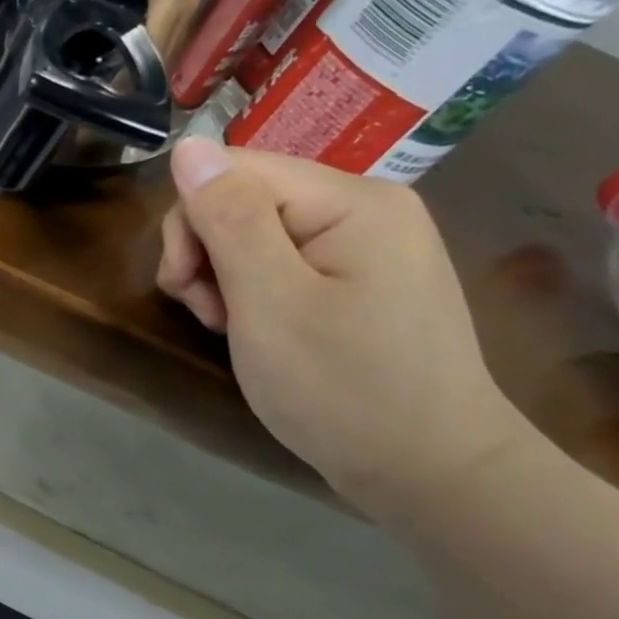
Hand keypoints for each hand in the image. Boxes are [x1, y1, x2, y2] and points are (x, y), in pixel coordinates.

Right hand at [156, 139, 533, 516]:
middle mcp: (364, 206)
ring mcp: (365, 243)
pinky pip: (280, 259)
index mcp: (352, 200)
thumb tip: (188, 145)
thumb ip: (227, 219)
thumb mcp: (269, 302)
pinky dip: (251, 291)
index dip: (192, 221)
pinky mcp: (358, 277)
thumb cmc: (342, 389)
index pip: (233, 170)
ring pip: (253, 230)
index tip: (190, 288)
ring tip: (231, 327)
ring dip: (222, 276)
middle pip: (243, 197)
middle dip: (206, 252)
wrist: (430, 474)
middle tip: (210, 313)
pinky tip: (255, 328)